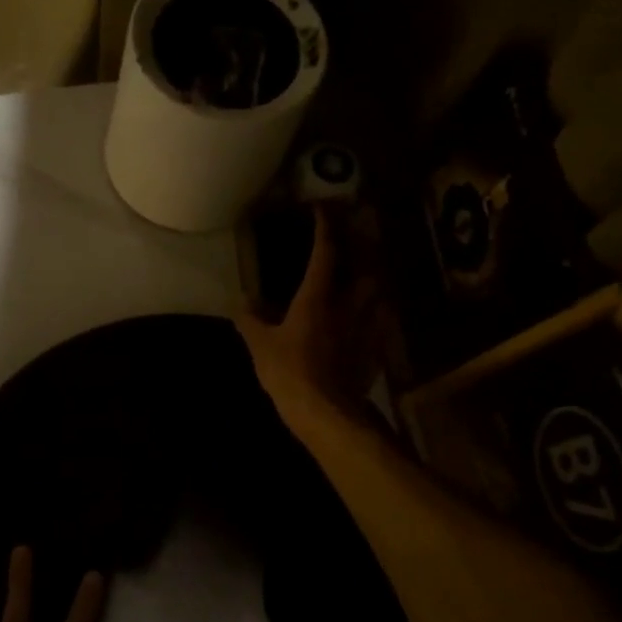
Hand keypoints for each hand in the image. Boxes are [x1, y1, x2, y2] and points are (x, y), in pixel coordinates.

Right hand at [235, 206, 378, 431]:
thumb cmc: (290, 372)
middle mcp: (348, 305)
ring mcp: (366, 328)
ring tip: (368, 271)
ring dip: (374, 276)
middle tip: (359, 233)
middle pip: (364, 266)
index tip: (323, 209)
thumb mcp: (260, 345)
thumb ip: (251, 320)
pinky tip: (373, 315)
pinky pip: (380, 321)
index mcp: (317, 298)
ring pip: (378, 292)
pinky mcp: (375, 350)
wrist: (328, 412)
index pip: (325, 254)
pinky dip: (377, 311)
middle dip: (363, 245)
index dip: (324, 229)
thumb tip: (240, 300)